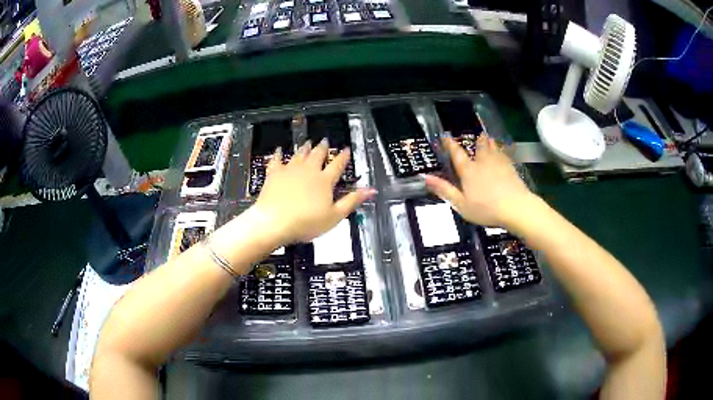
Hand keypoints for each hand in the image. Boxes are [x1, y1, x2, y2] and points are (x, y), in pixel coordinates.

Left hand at [255, 139, 375, 244]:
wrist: (274, 222)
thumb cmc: (307, 222)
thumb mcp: (335, 216)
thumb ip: (352, 201)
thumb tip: (371, 189)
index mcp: (324, 181)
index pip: (337, 165)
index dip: (343, 157)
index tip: (346, 149)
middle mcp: (308, 170)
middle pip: (317, 155)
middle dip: (322, 147)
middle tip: (325, 141)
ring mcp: (290, 170)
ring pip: (299, 154)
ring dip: (305, 148)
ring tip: (308, 142)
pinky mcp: (274, 174)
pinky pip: (277, 160)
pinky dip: (278, 154)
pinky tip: (278, 150)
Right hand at [424, 135, 536, 228]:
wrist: (515, 208)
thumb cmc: (486, 209)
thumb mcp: (461, 204)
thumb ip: (445, 190)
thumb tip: (426, 177)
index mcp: (469, 171)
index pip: (457, 154)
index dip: (450, 145)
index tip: (445, 136)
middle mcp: (483, 163)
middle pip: (479, 147)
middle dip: (477, 141)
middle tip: (477, 135)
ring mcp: (499, 164)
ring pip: (493, 148)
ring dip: (489, 142)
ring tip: (488, 137)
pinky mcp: (511, 169)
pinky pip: (504, 155)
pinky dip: (502, 151)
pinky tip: (503, 152)